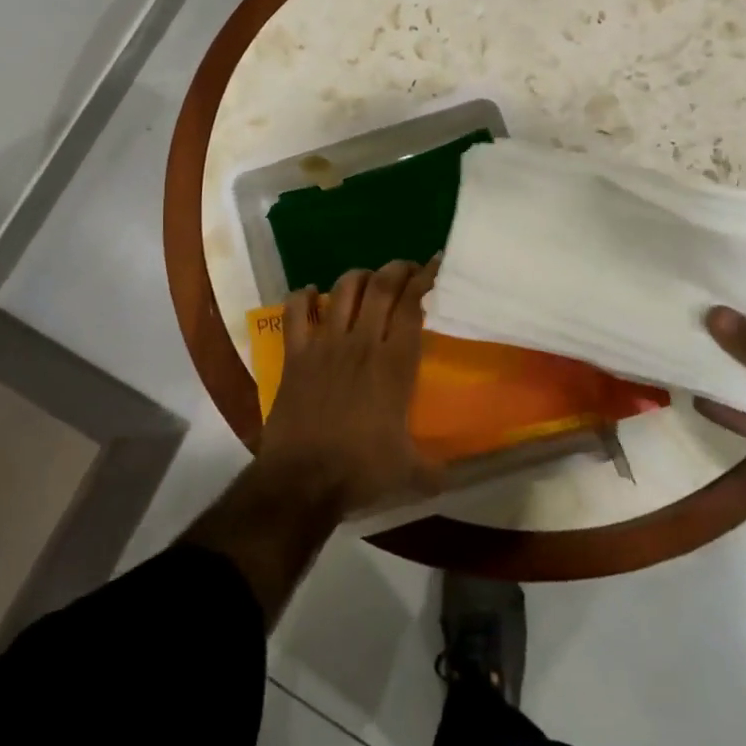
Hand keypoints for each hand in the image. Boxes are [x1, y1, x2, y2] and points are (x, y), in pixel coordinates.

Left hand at [256, 260, 441, 516]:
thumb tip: (450, 478)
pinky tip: (310, 293)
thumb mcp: (408, 472)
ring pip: (343, 290)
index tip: (433, 266)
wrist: (303, 479)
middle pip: (381, 287)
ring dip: (358, 277)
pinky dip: (302, 296)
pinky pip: (295, 312)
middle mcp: (362, 343)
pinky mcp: (295, 354)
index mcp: (394, 365)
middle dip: (396, 269)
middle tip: (406, 268)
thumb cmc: (360, 471)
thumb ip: (433, 469)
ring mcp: (325, 345)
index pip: (412, 306)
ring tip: (367, 279)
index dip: (424, 280)